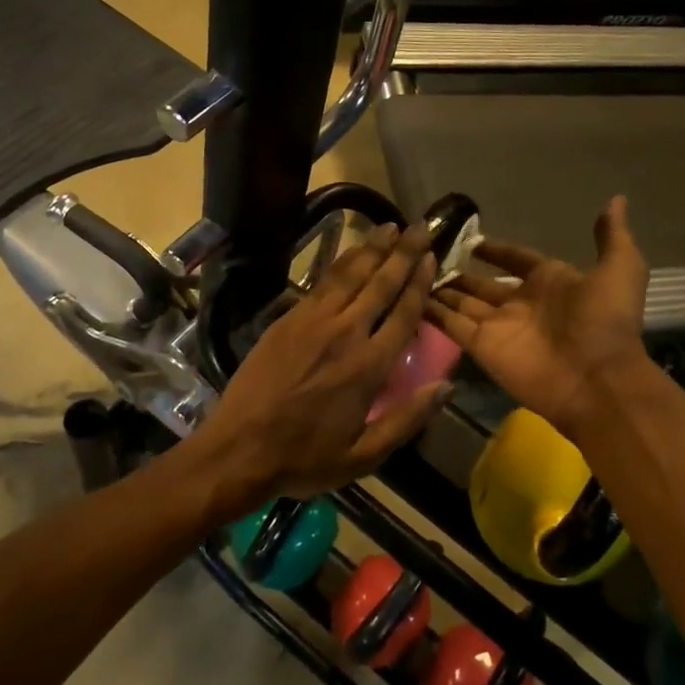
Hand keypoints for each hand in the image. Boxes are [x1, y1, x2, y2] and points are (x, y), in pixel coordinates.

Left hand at [191, 224, 446, 516]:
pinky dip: (340, 264)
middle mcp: (344, 333)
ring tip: (389, 227)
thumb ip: (407, 418)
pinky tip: (350, 254)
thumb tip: (446, 386)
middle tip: (420, 227)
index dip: (420, 282)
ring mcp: (311, 322)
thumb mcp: (364, 455)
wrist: (238, 449)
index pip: (403, 313)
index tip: (433, 256)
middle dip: (403, 252)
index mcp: (368, 366)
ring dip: (371, 249)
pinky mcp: (286, 319)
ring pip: (348, 275)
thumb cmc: (305, 458)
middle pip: (380, 283)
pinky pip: (320, 283)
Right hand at [425, 196, 651, 438]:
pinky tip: (408, 294)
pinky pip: (451, 325)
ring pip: (461, 303)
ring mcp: (498, 326)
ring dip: (439, 289)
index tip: (472, 240)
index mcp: (550, 282)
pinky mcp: (481, 347)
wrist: (597, 379)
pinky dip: (431, 312)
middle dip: (458, 273)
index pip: (516, 260)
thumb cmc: (606, 321)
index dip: (496, 250)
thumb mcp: (620, 268)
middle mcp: (520, 303)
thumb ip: (612, 236)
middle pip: (482, 284)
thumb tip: (616, 200)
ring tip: (409, 269)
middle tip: (427, 255)